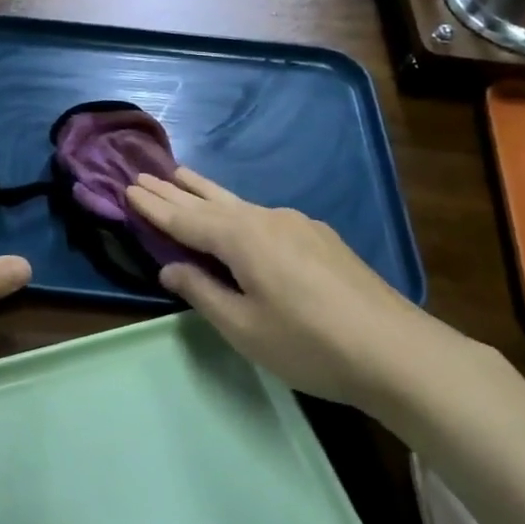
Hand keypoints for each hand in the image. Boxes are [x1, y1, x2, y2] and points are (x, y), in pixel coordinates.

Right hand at [126, 168, 467, 407]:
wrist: (396, 351)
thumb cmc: (309, 344)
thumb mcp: (244, 328)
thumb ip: (203, 292)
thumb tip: (170, 267)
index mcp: (242, 238)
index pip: (186, 219)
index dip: (155, 207)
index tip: (128, 187)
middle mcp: (267, 219)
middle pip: (210, 201)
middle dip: (175, 190)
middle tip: (144, 173)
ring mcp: (298, 224)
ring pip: (239, 203)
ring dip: (206, 192)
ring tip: (182, 175)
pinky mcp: (320, 237)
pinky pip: (264, 215)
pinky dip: (236, 210)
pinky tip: (239, 215)